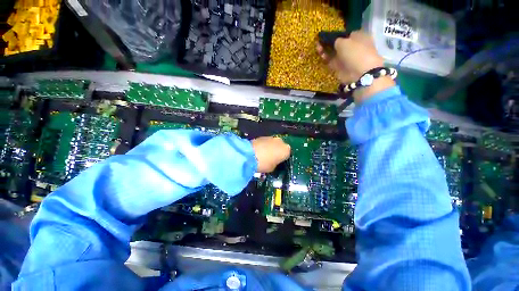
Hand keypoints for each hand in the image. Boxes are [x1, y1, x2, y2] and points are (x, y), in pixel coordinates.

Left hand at [251, 137, 290, 172]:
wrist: (249, 155)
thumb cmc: (264, 164)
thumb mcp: (272, 168)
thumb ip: (275, 164)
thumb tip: (273, 162)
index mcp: (286, 150)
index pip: (287, 154)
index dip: (282, 159)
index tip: (277, 162)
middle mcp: (280, 141)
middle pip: (280, 147)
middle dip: (276, 151)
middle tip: (271, 158)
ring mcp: (271, 137)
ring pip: (272, 143)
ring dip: (270, 148)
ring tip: (263, 155)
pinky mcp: (261, 136)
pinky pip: (265, 142)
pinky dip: (263, 146)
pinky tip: (258, 151)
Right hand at [317, 31, 394, 102]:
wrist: (359, 73)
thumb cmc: (355, 52)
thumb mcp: (343, 42)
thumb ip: (335, 40)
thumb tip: (332, 40)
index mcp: (358, 37)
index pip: (345, 34)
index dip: (336, 34)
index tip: (326, 35)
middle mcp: (353, 47)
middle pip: (338, 44)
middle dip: (329, 43)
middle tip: (319, 42)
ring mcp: (346, 58)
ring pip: (333, 53)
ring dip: (326, 50)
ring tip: (318, 48)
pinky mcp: (340, 68)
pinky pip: (331, 62)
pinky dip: (326, 59)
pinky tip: (321, 55)